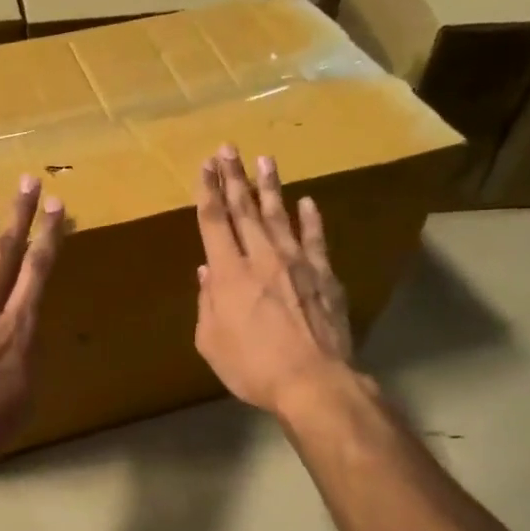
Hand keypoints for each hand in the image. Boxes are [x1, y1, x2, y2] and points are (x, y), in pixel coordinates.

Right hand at [194, 145, 354, 414]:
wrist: (313, 382)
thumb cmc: (252, 367)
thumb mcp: (211, 342)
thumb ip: (207, 304)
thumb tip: (207, 273)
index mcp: (228, 274)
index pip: (214, 221)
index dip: (208, 191)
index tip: (205, 166)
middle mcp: (261, 258)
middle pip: (244, 209)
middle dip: (233, 177)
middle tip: (228, 148)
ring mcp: (297, 263)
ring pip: (279, 215)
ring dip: (270, 186)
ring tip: (264, 159)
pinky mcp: (324, 275)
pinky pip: (316, 239)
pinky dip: (310, 219)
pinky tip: (307, 201)